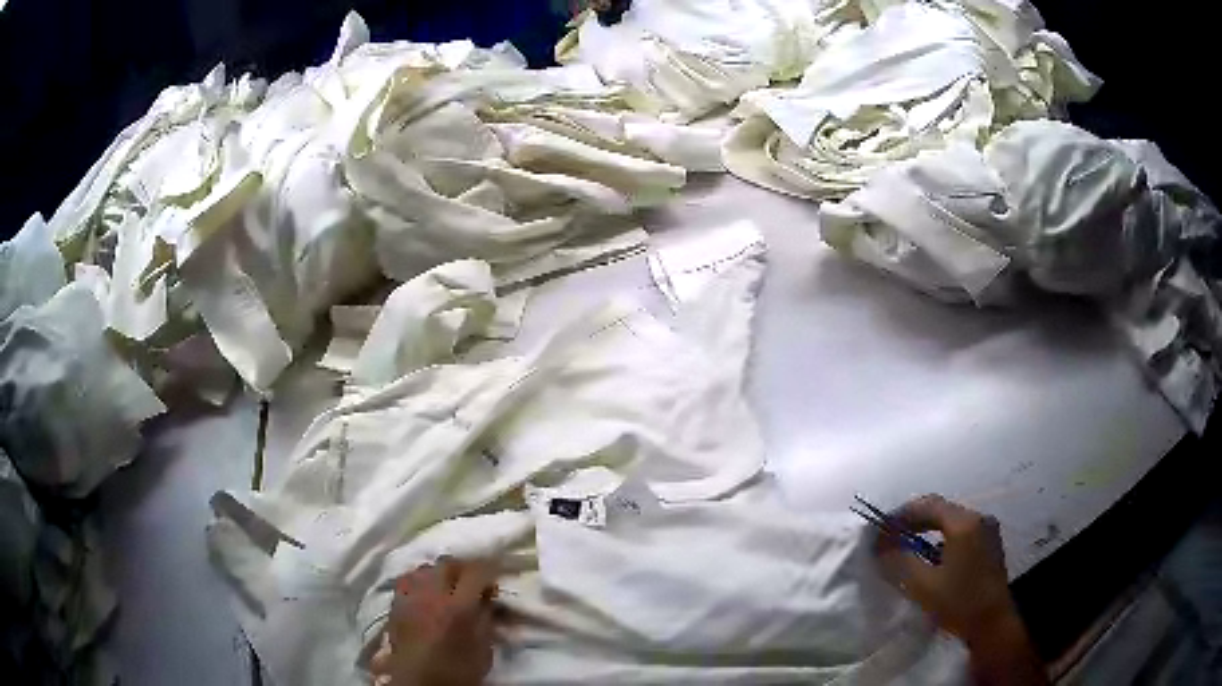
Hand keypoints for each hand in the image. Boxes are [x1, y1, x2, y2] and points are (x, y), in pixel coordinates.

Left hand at [371, 557, 498, 685]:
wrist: (419, 682)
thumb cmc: (457, 671)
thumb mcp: (484, 649)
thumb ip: (487, 618)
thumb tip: (490, 597)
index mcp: (458, 608)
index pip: (476, 572)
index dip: (491, 567)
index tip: (499, 571)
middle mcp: (432, 595)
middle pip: (449, 564)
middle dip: (465, 567)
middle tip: (476, 580)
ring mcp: (411, 596)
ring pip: (427, 568)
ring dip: (442, 572)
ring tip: (451, 584)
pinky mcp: (396, 603)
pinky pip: (409, 579)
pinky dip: (422, 579)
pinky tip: (428, 591)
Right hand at [873, 494, 1012, 639]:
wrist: (992, 624)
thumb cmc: (958, 604)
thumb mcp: (923, 586)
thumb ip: (900, 561)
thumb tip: (880, 545)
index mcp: (964, 524)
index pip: (928, 506)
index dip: (901, 514)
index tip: (881, 529)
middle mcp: (979, 518)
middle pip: (941, 509)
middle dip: (914, 520)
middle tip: (890, 535)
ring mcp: (988, 529)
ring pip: (952, 519)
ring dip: (928, 527)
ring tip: (907, 544)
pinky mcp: (990, 542)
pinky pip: (962, 529)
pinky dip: (943, 535)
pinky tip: (931, 554)